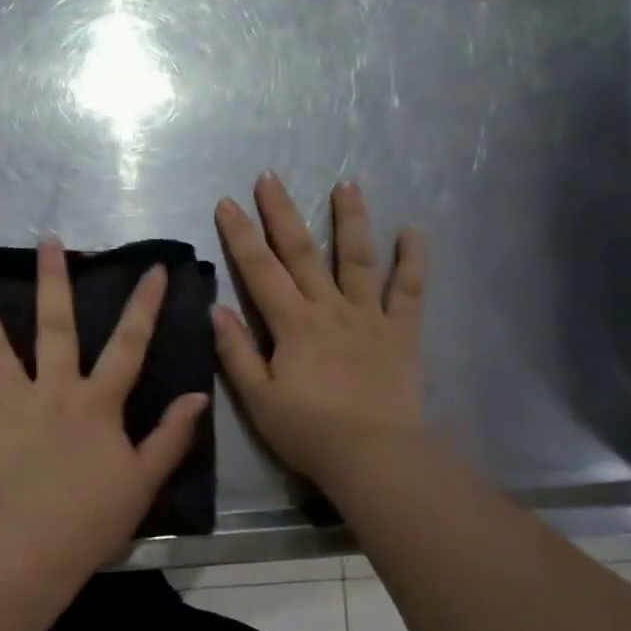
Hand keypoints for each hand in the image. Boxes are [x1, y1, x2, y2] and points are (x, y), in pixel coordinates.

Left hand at [0, 240, 209, 574]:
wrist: (38, 548)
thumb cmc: (96, 517)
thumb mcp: (145, 478)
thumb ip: (171, 435)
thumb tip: (197, 396)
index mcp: (97, 403)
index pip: (128, 345)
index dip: (144, 306)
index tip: (152, 269)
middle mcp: (53, 391)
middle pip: (55, 328)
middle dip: (53, 282)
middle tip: (47, 242)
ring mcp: (11, 406)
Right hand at [213, 172, 427, 491]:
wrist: (373, 455)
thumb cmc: (308, 431)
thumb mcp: (259, 398)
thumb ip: (237, 352)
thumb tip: (216, 309)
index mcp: (292, 324)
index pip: (260, 271)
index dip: (241, 236)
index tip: (227, 203)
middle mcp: (330, 309)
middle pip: (303, 253)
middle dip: (283, 213)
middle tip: (270, 176)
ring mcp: (369, 317)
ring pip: (358, 259)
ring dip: (350, 220)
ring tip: (346, 184)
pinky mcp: (401, 332)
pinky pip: (409, 291)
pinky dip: (412, 260)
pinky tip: (414, 231)